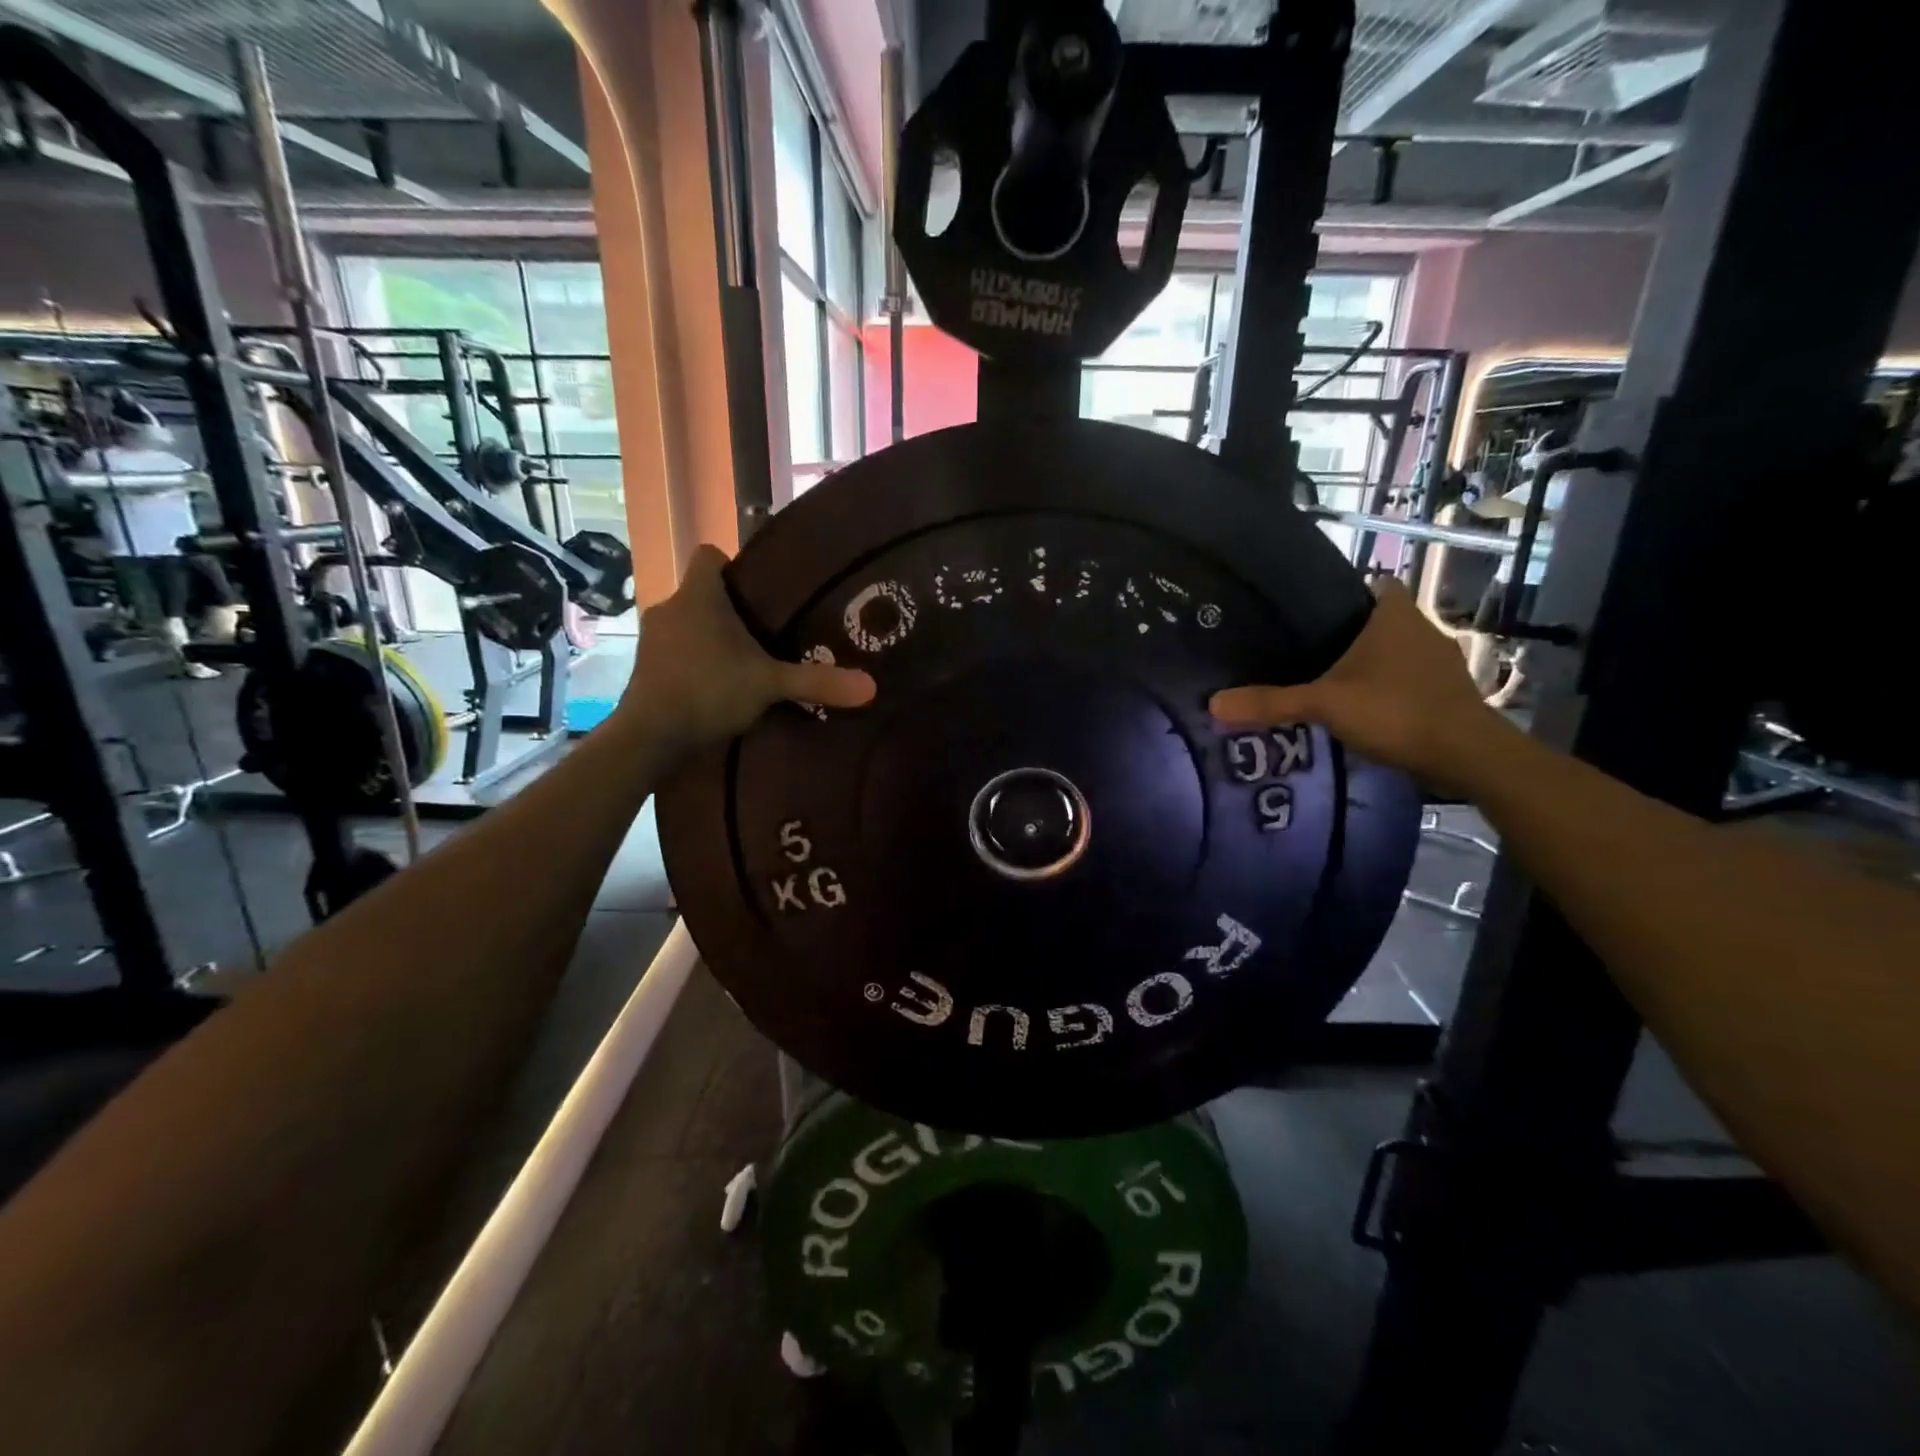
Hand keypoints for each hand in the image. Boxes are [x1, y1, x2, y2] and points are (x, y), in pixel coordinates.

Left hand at [622, 544, 873, 754]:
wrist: (649, 736)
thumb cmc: (709, 691)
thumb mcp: (770, 685)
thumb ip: (817, 681)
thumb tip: (871, 686)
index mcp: (699, 595)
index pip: (709, 555)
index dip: (732, 566)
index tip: (757, 591)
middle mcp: (670, 607)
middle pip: (701, 594)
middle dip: (729, 611)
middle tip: (763, 634)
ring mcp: (651, 639)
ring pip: (687, 625)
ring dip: (709, 640)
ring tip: (741, 665)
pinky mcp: (643, 669)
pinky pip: (674, 653)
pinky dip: (692, 664)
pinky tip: (714, 690)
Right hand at [1210, 579, 1511, 793]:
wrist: (1467, 756)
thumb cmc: (1396, 711)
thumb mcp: (1325, 704)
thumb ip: (1271, 703)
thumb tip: (1213, 703)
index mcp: (1395, 615)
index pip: (1375, 583)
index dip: (1348, 592)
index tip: (1314, 612)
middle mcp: (1422, 629)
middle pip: (1380, 620)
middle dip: (1349, 633)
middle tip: (1305, 650)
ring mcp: (1439, 662)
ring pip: (1394, 651)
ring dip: (1368, 664)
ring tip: (1325, 681)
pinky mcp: (1446, 693)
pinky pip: (1406, 679)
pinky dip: (1385, 689)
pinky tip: (1359, 708)